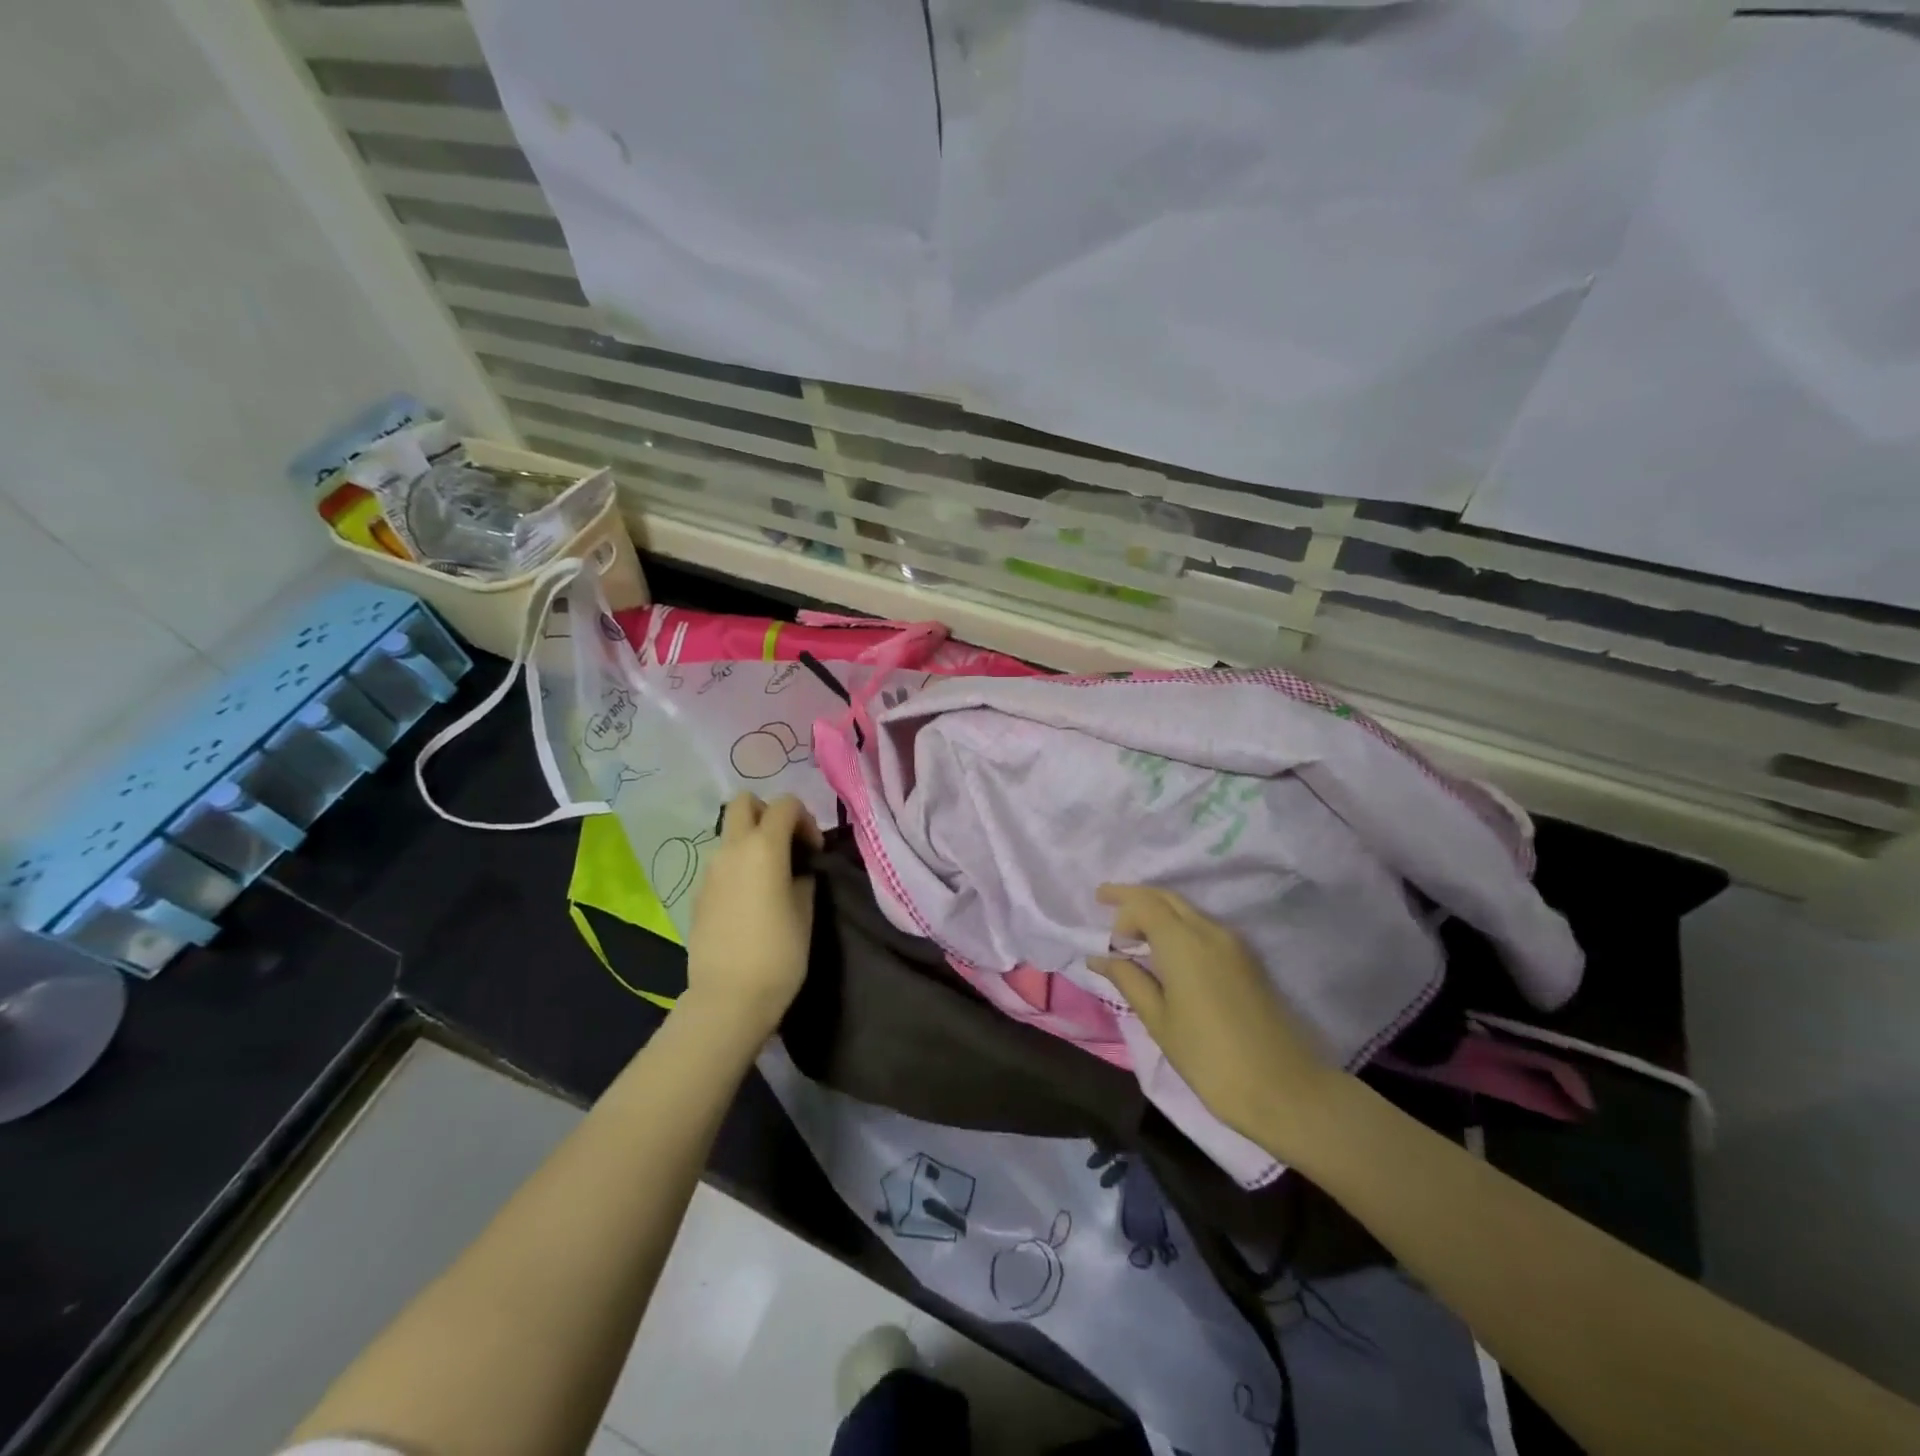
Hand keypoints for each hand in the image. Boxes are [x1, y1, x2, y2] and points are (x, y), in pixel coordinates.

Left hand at [683, 793, 822, 1038]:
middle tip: (786, 845)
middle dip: (768, 813)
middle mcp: (732, 849)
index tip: (814, 852)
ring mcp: (710, 870)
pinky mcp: (698, 893)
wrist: (728, 998)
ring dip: (751, 841)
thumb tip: (797, 870)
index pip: (785, 804)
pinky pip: (721, 864)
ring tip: (770, 877)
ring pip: (730, 833)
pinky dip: (737, 866)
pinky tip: (750, 901)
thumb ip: (803, 878)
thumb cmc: (778, 953)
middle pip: (744, 802)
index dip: (805, 820)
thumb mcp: (805, 911)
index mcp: (763, 847)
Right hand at [1088, 884, 1341, 1156]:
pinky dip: (1179, 927)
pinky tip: (1166, 949)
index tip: (1104, 934)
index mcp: (1183, 941)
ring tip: (1134, 931)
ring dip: (1159, 911)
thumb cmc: (1209, 1058)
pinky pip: (1205, 927)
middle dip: (1135, 896)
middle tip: (1105, 899)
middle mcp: (1210, 930)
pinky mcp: (1248, 961)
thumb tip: (1100, 957)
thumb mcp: (1159, 1020)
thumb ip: (1129, 980)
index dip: (1120, 907)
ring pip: (1188, 911)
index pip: (1144, 903)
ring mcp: (1234, 944)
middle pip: (1167, 898)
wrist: (1284, 1089)